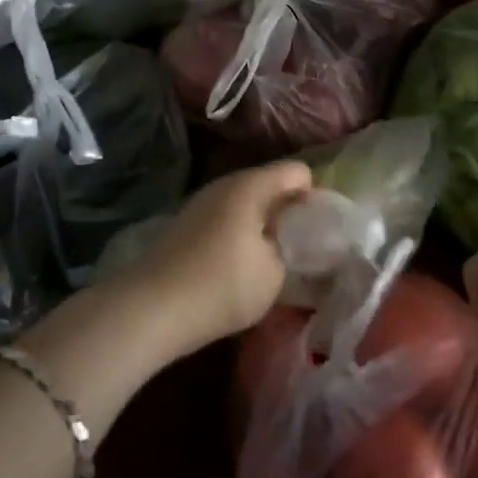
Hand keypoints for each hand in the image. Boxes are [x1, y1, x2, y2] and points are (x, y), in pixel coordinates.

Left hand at [123, 161, 310, 358]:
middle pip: (270, 183)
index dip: (316, 195)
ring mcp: (203, 201)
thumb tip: (293, 240)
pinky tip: (243, 262)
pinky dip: (242, 231)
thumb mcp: (275, 273)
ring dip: (264, 221)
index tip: (323, 228)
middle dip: (290, 209)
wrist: (154, 306)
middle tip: (305, 244)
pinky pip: (228, 216)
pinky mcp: (188, 222)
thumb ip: (293, 249)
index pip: (297, 171)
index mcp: (252, 185)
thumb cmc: (223, 285)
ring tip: (276, 256)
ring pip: (247, 201)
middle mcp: (226, 183)